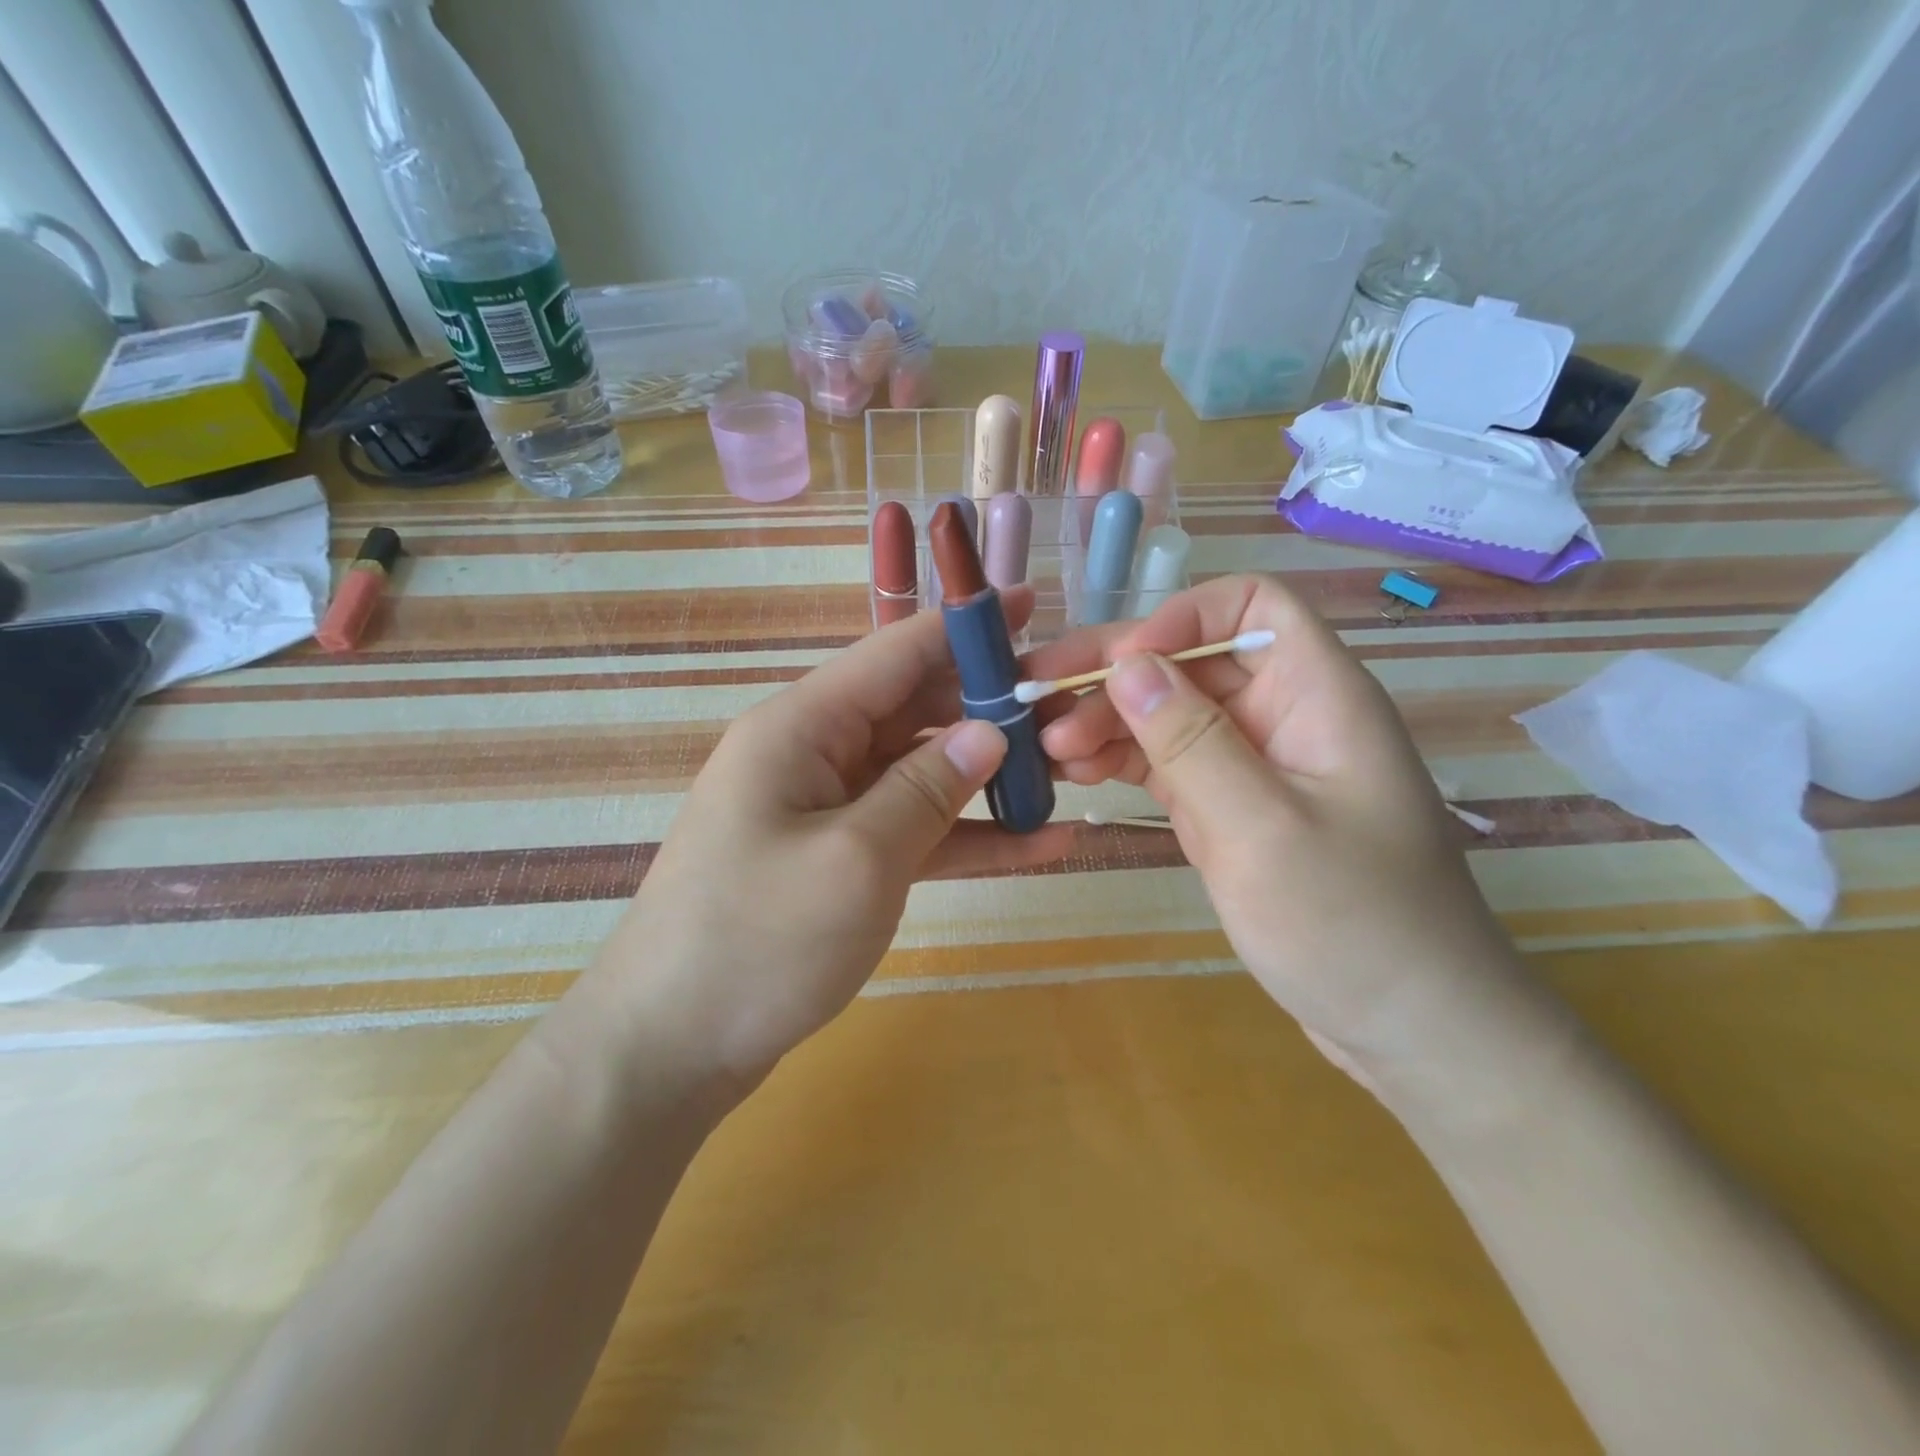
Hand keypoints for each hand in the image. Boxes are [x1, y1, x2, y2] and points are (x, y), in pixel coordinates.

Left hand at [582, 594, 1074, 1088]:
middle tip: (1071, 712)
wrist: (671, 1048)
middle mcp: (813, 754)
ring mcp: (827, 809)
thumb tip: (990, 732)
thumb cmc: (758, 942)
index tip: (1033, 604)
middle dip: (990, 710)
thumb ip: (929, 788)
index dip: (964, 628)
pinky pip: (913, 830)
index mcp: (801, 727)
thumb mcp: (857, 859)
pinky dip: (968, 834)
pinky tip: (1041, 844)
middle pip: (915, 711)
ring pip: (922, 772)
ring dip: (990, 777)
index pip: (894, 653)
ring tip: (1072, 775)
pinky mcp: (840, 859)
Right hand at [1032, 574, 1517, 1065]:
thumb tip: (1126, 665)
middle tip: (1035, 701)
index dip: (1181, 618)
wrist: (1408, 1027)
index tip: (1119, 668)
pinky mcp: (1228, 807)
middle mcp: (1281, 716)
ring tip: (1044, 747)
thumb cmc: (1352, 925)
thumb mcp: (1262, 828)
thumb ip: (1192, 741)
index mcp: (1317, 696)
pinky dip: (1119, 761)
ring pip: (1168, 712)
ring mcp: (1251, 764)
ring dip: (1105, 721)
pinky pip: (1166, 763)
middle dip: (1114, 675)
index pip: (1250, 607)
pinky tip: (1071, 772)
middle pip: (1191, 660)